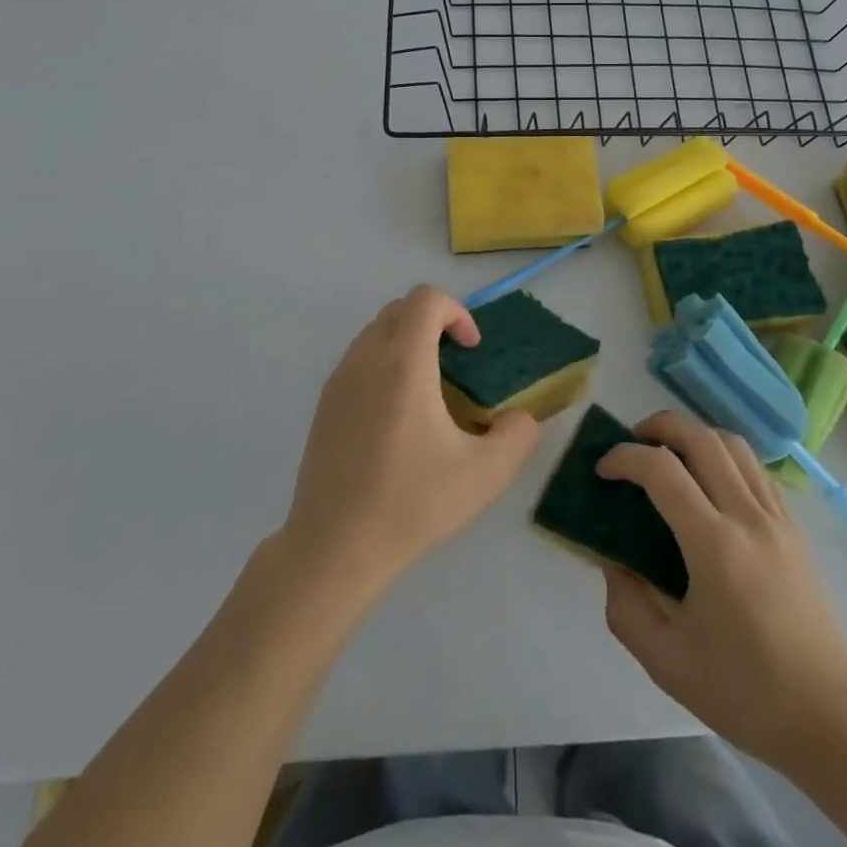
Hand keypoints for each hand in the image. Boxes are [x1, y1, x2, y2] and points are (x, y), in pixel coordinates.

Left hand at [278, 285, 540, 594]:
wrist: (334, 547)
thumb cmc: (412, 504)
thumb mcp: (485, 475)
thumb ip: (518, 435)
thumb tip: (522, 418)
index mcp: (403, 364)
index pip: (426, 299)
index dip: (457, 312)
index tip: (472, 350)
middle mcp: (366, 359)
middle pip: (400, 308)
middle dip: (433, 322)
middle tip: (455, 363)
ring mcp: (338, 380)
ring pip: (375, 331)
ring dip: (407, 341)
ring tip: (428, 390)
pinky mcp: (324, 404)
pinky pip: (358, 359)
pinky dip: (383, 364)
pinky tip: (396, 417)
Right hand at [596, 410, 846, 767]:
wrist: (829, 717)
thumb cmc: (746, 693)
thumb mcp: (666, 662)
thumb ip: (626, 606)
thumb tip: (612, 560)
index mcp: (715, 547)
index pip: (662, 471)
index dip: (624, 457)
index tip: (602, 470)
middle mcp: (748, 518)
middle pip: (701, 438)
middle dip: (659, 426)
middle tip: (633, 442)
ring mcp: (778, 518)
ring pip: (733, 444)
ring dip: (694, 435)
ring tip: (670, 454)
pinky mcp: (794, 527)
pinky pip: (755, 469)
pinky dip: (724, 457)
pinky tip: (709, 484)